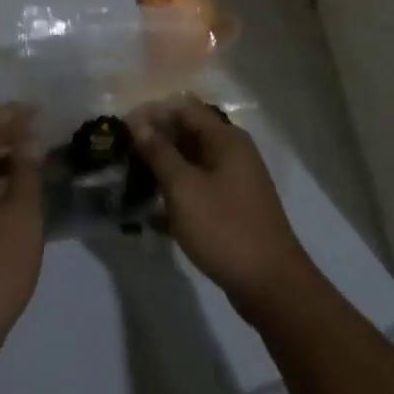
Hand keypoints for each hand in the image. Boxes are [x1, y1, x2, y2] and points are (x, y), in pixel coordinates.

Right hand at [129, 97, 316, 321]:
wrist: (270, 284)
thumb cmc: (224, 227)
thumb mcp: (184, 188)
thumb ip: (159, 153)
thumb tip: (139, 124)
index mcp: (225, 139)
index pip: (183, 109)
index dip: (152, 114)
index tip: (122, 128)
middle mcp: (233, 153)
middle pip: (188, 134)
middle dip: (155, 141)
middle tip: (122, 155)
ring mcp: (234, 181)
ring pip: (191, 163)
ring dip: (162, 169)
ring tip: (130, 181)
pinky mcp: (231, 208)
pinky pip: (198, 189)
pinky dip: (176, 194)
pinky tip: (150, 213)